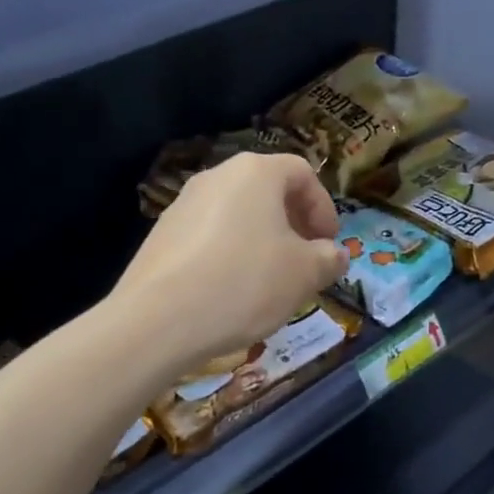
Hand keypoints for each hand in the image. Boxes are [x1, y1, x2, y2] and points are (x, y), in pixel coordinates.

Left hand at [111, 153, 348, 371]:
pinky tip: (231, 291)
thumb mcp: (304, 274)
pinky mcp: (161, 235)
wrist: (157, 320)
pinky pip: (209, 236)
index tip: (329, 244)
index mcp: (255, 172)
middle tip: (304, 261)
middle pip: (267, 190)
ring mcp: (183, 204)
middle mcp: (217, 177)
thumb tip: (335, 255)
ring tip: (269, 280)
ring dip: (261, 240)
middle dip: (293, 224)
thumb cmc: (244, 283)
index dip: (323, 207)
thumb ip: (329, 259)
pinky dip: (229, 254)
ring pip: (237, 214)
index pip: (302, 173)